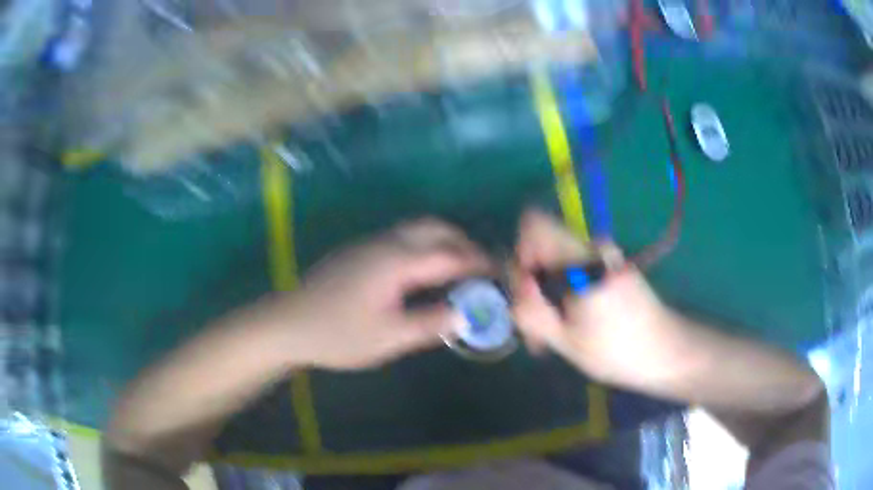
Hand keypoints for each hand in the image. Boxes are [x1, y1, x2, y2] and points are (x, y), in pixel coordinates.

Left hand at [274, 219, 489, 369]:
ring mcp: (369, 244)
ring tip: (457, 269)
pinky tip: (423, 271)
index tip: (500, 272)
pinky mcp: (359, 251)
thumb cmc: (337, 334)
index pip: (449, 255)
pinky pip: (401, 238)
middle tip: (479, 268)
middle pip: (434, 229)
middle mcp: (386, 243)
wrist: (288, 323)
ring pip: (416, 229)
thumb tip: (466, 315)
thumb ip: (430, 323)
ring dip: (442, 241)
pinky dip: (424, 246)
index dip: (478, 263)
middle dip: (462, 242)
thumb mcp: (388, 337)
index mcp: (396, 261)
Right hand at [512, 210, 681, 386]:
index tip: (528, 290)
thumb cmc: (620, 352)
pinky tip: (567, 323)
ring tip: (551, 332)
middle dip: (530, 281)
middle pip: (542, 244)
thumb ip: (533, 311)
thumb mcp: (568, 342)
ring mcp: (603, 254)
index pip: (535, 225)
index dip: (520, 253)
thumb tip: (517, 285)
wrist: (667, 351)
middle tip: (536, 325)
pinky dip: (561, 291)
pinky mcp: (608, 266)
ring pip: (555, 258)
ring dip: (545, 290)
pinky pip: (571, 267)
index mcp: (583, 260)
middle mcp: (593, 247)